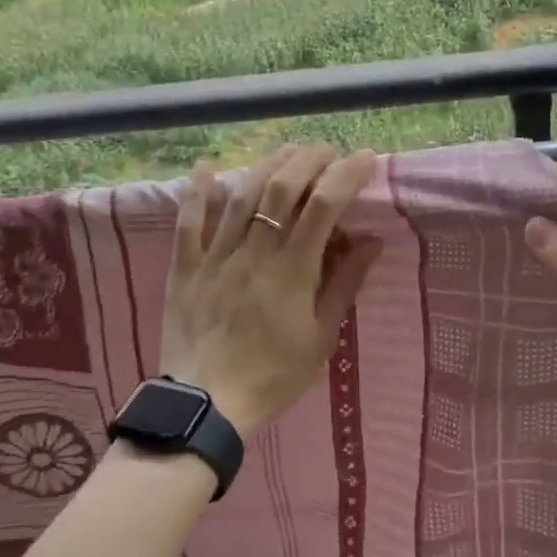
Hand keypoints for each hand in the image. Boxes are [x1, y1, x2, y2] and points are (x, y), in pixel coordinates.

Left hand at [160, 144, 382, 437]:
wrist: (206, 406)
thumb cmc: (273, 375)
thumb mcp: (321, 337)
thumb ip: (345, 285)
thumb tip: (371, 241)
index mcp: (292, 271)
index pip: (323, 206)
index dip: (346, 175)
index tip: (365, 158)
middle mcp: (254, 252)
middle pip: (281, 188)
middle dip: (308, 159)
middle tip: (327, 151)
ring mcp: (216, 256)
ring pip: (240, 195)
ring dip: (267, 164)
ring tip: (288, 151)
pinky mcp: (185, 267)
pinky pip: (188, 222)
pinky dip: (197, 191)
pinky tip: (206, 167)